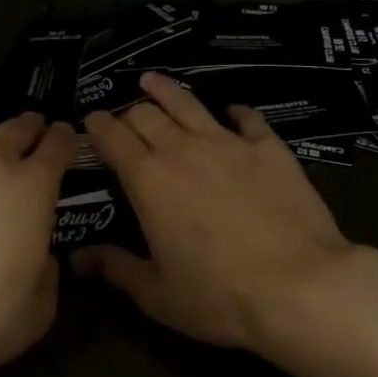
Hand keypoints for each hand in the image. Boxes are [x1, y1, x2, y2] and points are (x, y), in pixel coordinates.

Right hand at [78, 73, 359, 354]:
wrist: (299, 285)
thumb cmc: (220, 296)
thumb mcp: (158, 294)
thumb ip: (116, 269)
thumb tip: (78, 258)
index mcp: (147, 179)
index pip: (112, 136)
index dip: (97, 125)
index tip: (90, 120)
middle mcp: (182, 149)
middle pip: (146, 113)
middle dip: (129, 111)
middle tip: (125, 119)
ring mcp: (227, 141)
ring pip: (188, 102)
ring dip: (165, 90)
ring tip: (152, 81)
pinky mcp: (266, 145)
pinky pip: (245, 116)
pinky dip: (233, 112)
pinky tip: (232, 112)